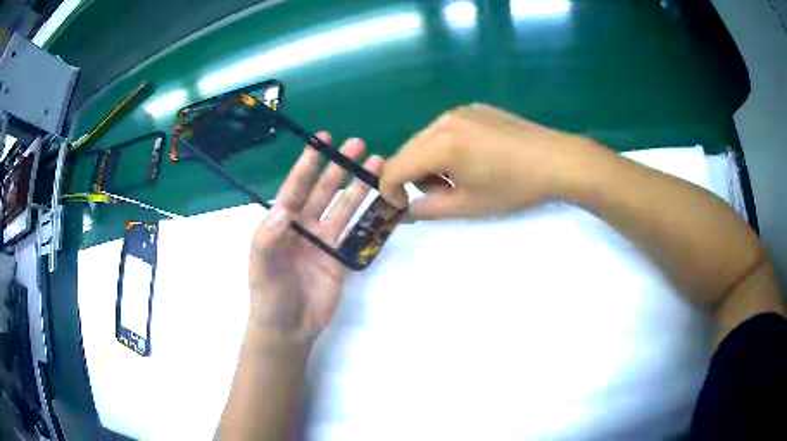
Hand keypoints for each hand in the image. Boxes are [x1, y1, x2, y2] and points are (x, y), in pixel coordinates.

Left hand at [248, 132, 382, 341]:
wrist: (288, 329)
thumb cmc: (269, 296)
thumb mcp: (261, 267)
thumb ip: (267, 238)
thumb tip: (283, 209)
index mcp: (281, 224)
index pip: (296, 188)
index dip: (309, 164)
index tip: (323, 140)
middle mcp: (304, 227)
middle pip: (324, 191)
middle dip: (340, 167)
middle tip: (358, 145)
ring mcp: (324, 242)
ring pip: (344, 208)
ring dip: (359, 187)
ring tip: (377, 165)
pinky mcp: (340, 259)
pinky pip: (356, 234)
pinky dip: (369, 218)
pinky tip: (382, 202)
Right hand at [380, 104, 609, 218]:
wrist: (556, 160)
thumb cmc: (514, 187)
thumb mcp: (468, 205)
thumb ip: (428, 209)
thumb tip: (405, 211)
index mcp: (441, 144)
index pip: (395, 168)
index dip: (390, 191)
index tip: (401, 208)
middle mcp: (444, 120)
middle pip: (408, 151)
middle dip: (411, 177)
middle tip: (437, 196)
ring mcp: (461, 111)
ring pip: (426, 139)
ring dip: (428, 162)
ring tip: (458, 178)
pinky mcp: (475, 109)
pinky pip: (445, 129)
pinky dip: (445, 147)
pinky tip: (473, 159)